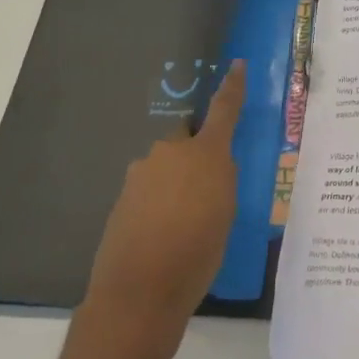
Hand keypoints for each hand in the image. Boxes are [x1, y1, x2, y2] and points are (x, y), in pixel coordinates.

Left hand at [81, 61, 245, 353]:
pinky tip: (164, 235)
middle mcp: (170, 153)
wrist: (138, 294)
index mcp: (205, 153)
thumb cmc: (197, 253)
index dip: (232, 87)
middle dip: (195, 151)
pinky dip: (158, 202)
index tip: (236, 64)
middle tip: (207, 187)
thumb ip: (221, 180)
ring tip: (185, 222)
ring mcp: (141, 174)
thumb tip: (212, 165)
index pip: (224, 110)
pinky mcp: (122, 198)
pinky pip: (149, 188)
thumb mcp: (226, 214)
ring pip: (165, 165)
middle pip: (185, 137)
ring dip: (175, 182)